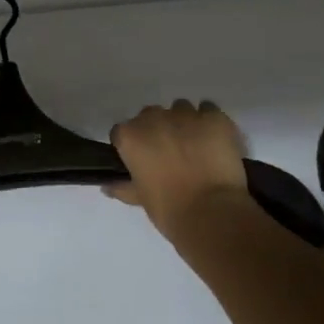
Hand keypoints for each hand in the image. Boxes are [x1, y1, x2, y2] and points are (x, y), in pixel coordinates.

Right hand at [107, 100, 252, 241]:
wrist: (212, 214)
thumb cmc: (169, 209)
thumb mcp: (140, 199)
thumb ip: (123, 187)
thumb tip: (107, 185)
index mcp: (130, 136)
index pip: (122, 132)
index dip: (132, 145)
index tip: (142, 160)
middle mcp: (154, 117)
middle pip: (151, 116)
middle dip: (158, 130)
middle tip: (170, 155)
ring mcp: (186, 114)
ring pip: (181, 109)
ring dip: (184, 123)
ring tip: (196, 148)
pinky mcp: (215, 117)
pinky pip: (209, 110)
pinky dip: (210, 123)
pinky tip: (215, 142)